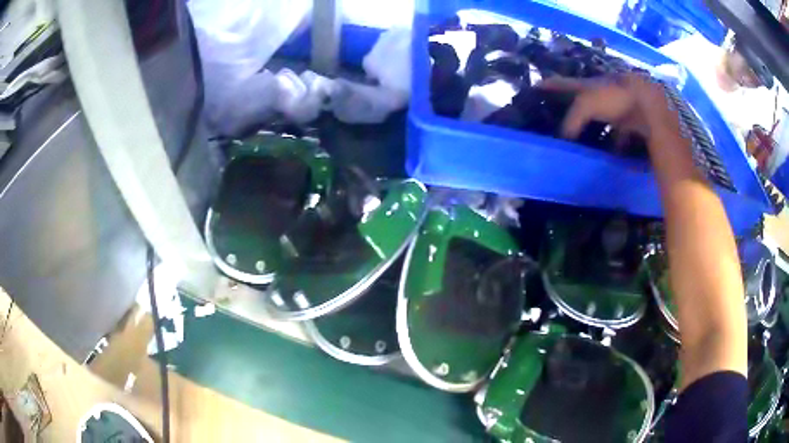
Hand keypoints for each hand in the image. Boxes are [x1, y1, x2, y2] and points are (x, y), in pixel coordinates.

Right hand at [539, 73, 681, 148]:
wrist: (647, 103)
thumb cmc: (614, 97)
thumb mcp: (586, 105)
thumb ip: (572, 120)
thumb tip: (563, 139)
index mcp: (587, 85)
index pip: (563, 83)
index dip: (550, 85)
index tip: (536, 86)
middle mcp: (600, 93)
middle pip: (582, 101)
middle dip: (573, 108)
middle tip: (562, 120)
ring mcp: (616, 106)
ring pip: (601, 118)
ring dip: (594, 129)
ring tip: (584, 143)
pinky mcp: (630, 121)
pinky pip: (618, 134)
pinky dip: (614, 143)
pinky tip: (610, 153)